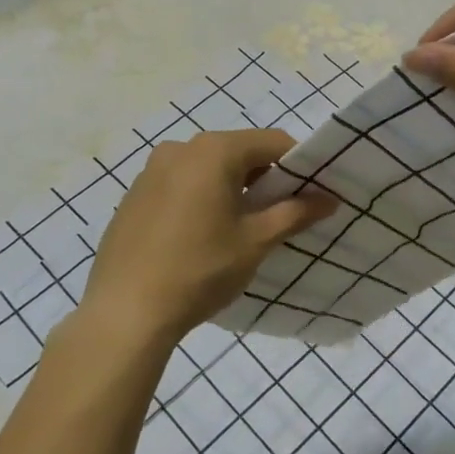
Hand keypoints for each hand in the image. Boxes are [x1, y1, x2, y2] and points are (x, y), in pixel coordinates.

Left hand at [76, 129, 333, 352]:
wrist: (125, 311)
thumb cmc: (200, 269)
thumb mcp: (255, 242)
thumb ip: (295, 212)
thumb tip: (330, 198)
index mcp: (214, 150)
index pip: (273, 142)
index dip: (299, 166)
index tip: (311, 194)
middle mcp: (180, 148)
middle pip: (238, 152)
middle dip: (264, 178)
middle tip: (278, 216)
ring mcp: (151, 170)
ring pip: (208, 169)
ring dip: (231, 189)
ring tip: (239, 230)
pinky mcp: (134, 194)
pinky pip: (180, 184)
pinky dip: (200, 198)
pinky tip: (200, 237)